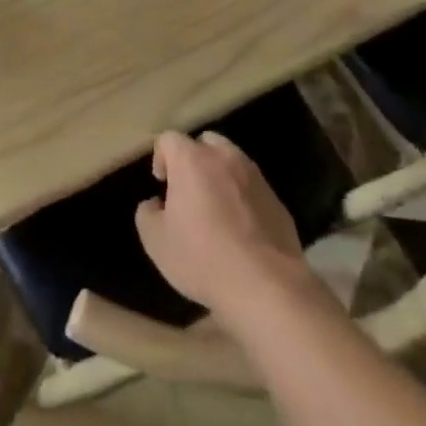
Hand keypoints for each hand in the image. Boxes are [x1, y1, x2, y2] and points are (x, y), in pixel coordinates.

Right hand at [135, 131, 311, 327]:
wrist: (266, 286)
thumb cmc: (203, 258)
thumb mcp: (156, 242)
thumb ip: (147, 214)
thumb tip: (155, 204)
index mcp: (192, 160)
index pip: (170, 139)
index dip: (161, 157)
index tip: (162, 185)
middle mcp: (225, 158)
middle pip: (205, 143)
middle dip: (193, 160)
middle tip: (188, 192)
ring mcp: (256, 177)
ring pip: (232, 162)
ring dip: (220, 177)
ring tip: (216, 210)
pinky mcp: (277, 200)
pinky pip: (252, 189)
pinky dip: (243, 199)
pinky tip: (241, 231)